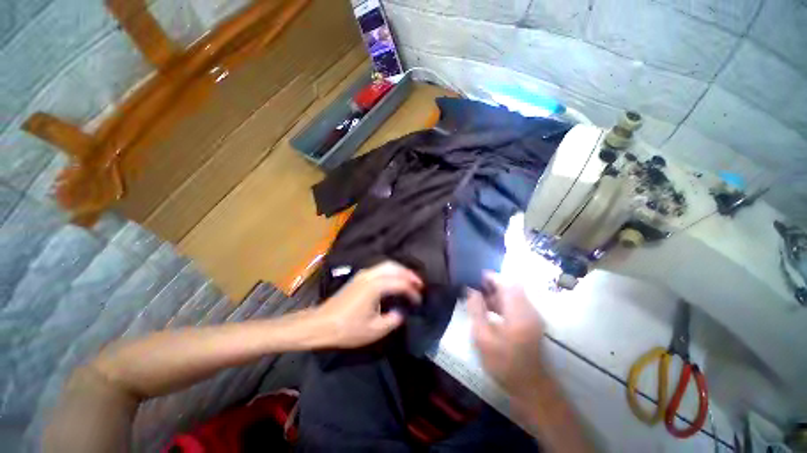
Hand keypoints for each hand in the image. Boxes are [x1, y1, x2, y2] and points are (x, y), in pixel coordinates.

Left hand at [313, 261, 422, 347]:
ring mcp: (363, 274)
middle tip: (419, 283)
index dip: (412, 291)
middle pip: (394, 267)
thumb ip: (393, 320)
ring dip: (400, 270)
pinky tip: (393, 279)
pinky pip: (379, 268)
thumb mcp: (374, 330)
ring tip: (409, 280)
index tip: (419, 300)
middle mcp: (370, 275)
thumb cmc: (347, 329)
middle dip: (408, 274)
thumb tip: (401, 312)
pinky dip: (391, 270)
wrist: (321, 324)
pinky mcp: (358, 277)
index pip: (400, 284)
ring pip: (386, 265)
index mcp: (375, 287)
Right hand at [468, 272, 548, 396]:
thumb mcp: (483, 338)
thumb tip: (471, 290)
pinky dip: (503, 301)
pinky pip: (517, 303)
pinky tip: (490, 309)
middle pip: (512, 286)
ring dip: (498, 292)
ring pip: (514, 294)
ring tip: (479, 297)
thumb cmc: (504, 363)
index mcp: (518, 312)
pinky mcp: (532, 323)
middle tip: (476, 287)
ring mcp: (533, 316)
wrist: (530, 387)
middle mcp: (529, 310)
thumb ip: (476, 311)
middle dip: (493, 283)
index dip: (491, 277)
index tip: (476, 276)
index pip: (506, 284)